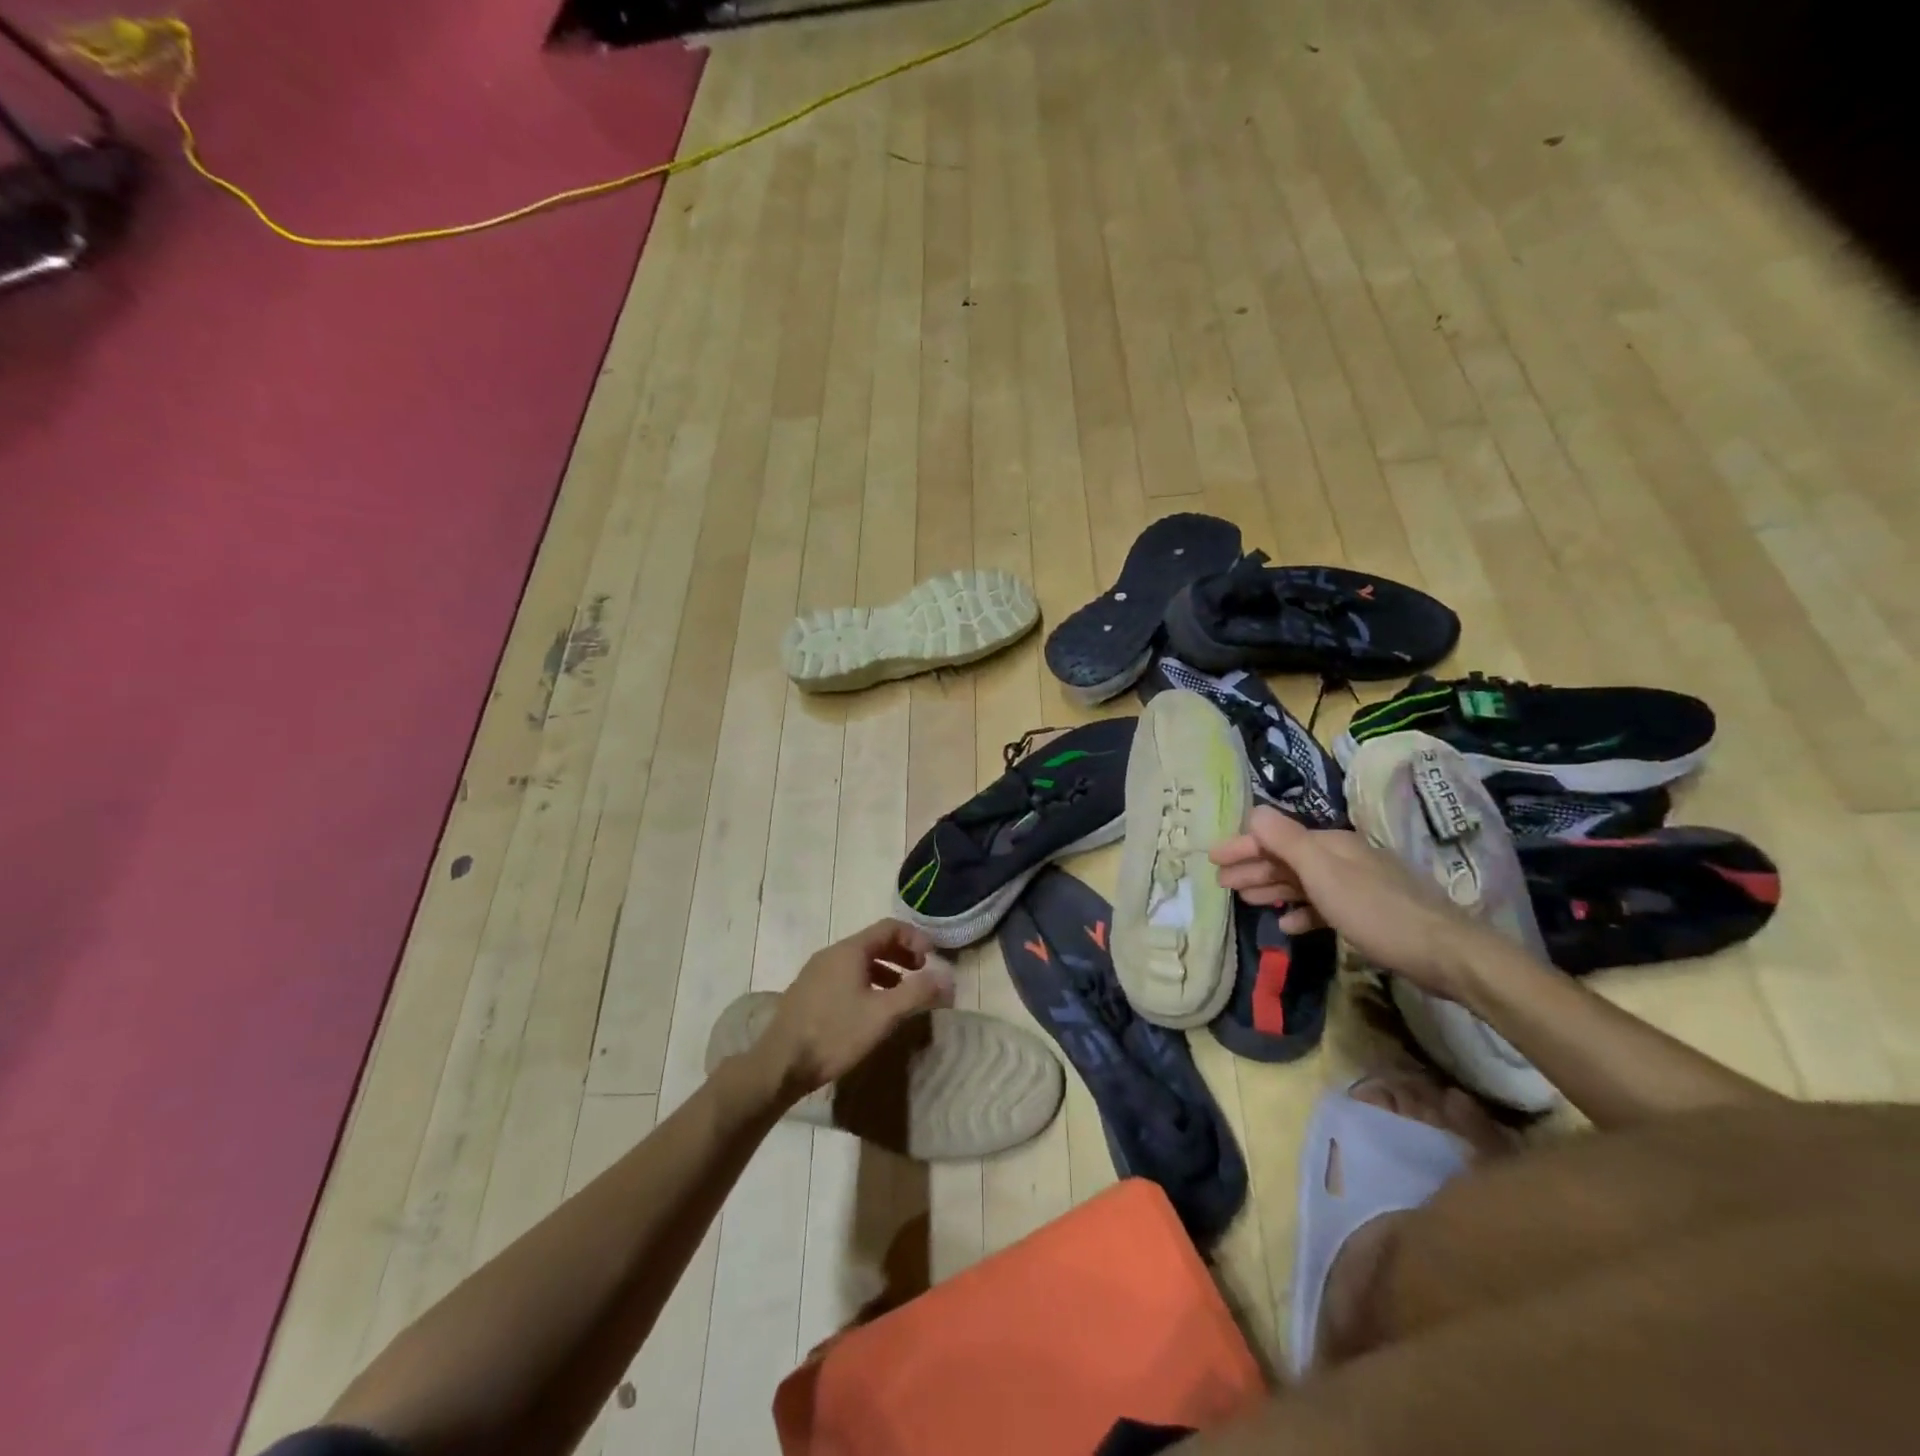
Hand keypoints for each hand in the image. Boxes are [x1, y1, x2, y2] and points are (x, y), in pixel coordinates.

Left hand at [751, 920, 955, 1101]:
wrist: (779, 1065)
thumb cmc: (834, 1034)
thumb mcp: (883, 1015)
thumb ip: (917, 993)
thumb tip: (947, 978)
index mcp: (850, 950)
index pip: (889, 927)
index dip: (915, 938)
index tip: (932, 959)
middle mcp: (831, 954)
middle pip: (873, 942)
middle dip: (902, 955)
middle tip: (921, 975)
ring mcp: (815, 972)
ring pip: (858, 961)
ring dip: (885, 971)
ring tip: (900, 995)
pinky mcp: (807, 992)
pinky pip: (844, 976)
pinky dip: (866, 982)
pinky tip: (870, 1010)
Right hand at [1210, 806, 1492, 1001]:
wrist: (1445, 953)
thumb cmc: (1375, 910)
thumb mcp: (1324, 873)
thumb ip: (1286, 842)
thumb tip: (1253, 812)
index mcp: (1330, 844)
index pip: (1274, 837)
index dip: (1242, 847)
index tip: (1212, 860)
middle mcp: (1341, 858)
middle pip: (1286, 858)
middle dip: (1252, 867)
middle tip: (1221, 883)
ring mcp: (1355, 885)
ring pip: (1302, 882)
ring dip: (1271, 888)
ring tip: (1245, 900)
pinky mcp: (1366, 912)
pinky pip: (1322, 906)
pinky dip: (1300, 911)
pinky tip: (1287, 924)